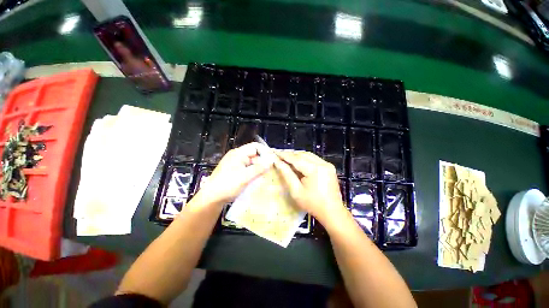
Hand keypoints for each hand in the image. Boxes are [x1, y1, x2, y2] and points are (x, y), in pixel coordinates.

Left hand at [194, 142, 272, 205]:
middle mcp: (237, 156)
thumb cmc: (228, 185)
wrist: (211, 198)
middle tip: (270, 170)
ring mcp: (235, 164)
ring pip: (251, 162)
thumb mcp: (246, 177)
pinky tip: (257, 179)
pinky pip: (247, 168)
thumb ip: (259, 168)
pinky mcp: (234, 171)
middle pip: (254, 154)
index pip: (255, 147)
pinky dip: (253, 172)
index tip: (273, 160)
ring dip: (258, 168)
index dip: (265, 152)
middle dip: (262, 161)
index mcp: (238, 153)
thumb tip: (271, 160)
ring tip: (265, 175)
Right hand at [274, 151, 346, 224]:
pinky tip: (298, 162)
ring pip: (308, 155)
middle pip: (302, 154)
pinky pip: (314, 158)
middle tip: (279, 154)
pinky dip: (305, 158)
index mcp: (314, 170)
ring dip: (297, 155)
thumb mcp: (296, 191)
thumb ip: (287, 174)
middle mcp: (322, 163)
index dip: (284, 155)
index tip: (274, 152)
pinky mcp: (329, 167)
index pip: (296, 158)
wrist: (332, 212)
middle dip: (290, 154)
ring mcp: (327, 164)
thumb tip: (278, 162)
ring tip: (286, 157)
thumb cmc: (312, 204)